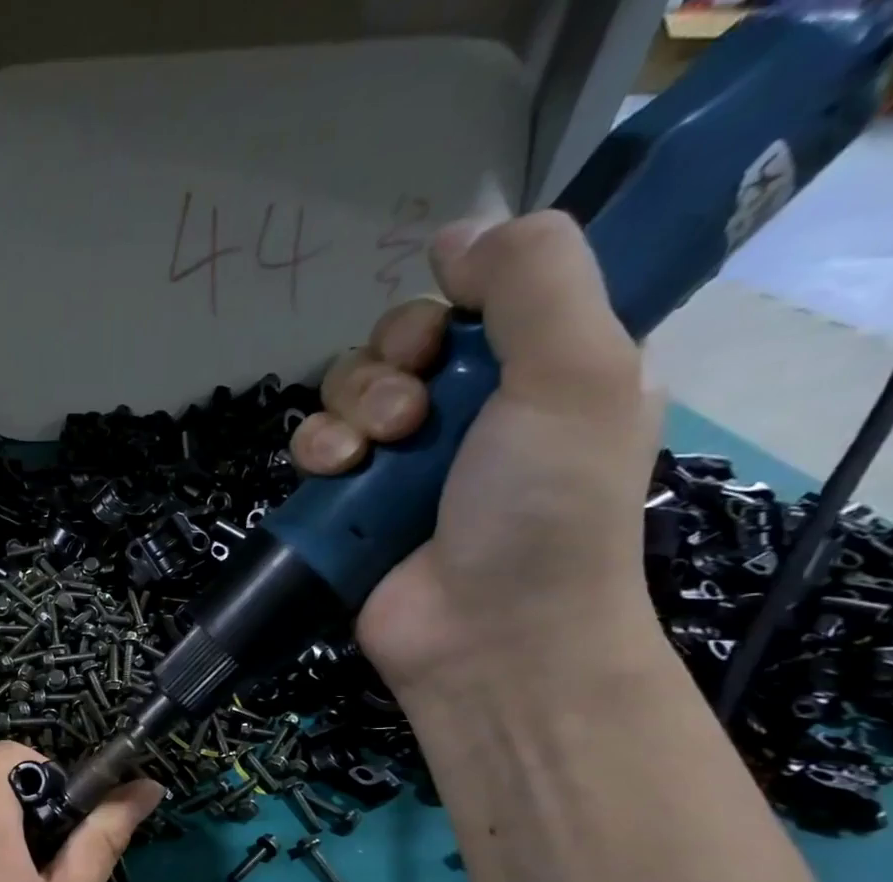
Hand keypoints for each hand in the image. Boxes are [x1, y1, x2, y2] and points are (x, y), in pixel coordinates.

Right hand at [287, 212, 660, 696]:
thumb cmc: (544, 509)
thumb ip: (533, 278)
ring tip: (374, 452)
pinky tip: (335, 473)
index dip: (451, 301)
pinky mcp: (348, 508)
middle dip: (390, 363)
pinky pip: (313, 448)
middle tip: (413, 414)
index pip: (476, 299)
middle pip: (398, 341)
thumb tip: (457, 233)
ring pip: (346, 390)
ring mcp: (401, 465)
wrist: (488, 637)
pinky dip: (316, 451)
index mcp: (541, 371)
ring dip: (350, 407)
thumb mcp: (579, 370)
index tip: (450, 329)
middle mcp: (468, 412)